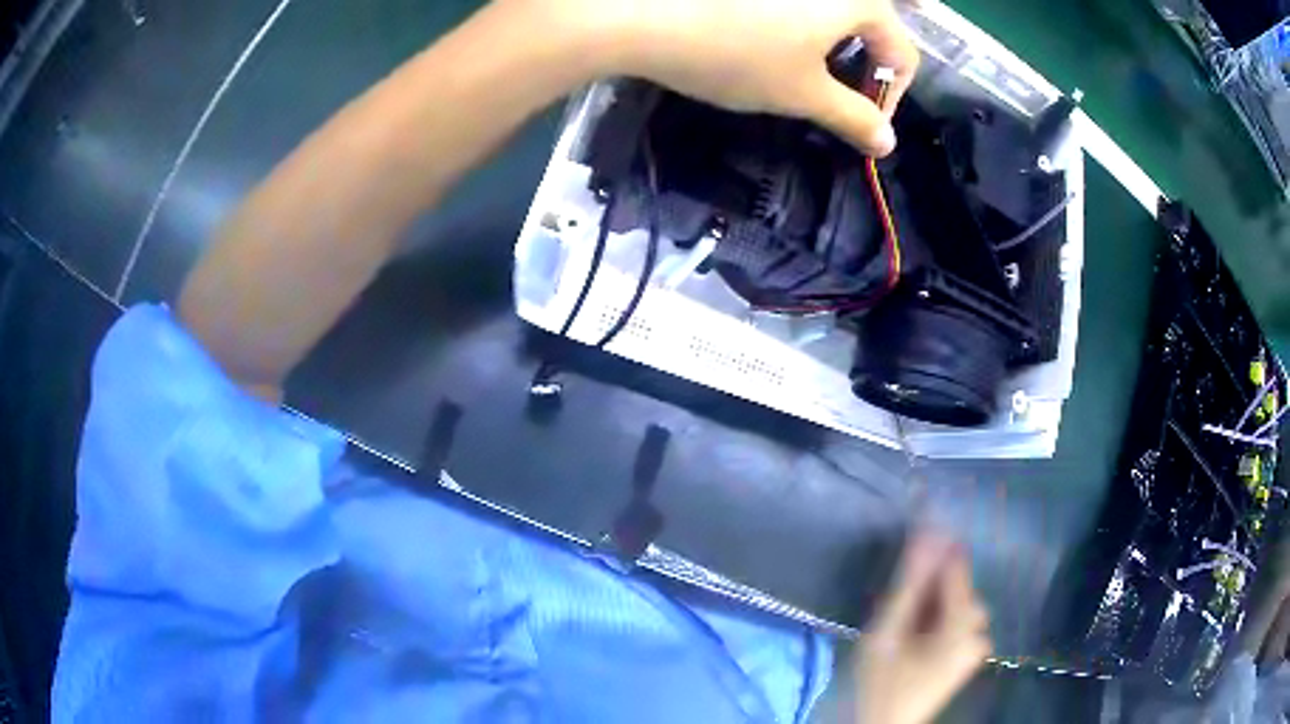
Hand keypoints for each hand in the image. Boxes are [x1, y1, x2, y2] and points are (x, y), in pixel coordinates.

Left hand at [505, 0, 920, 156]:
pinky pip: (800, 5)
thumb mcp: (802, 94)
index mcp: (859, 2)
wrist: (641, 14)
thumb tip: (887, 144)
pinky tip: (766, 39)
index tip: (860, 125)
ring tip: (795, 70)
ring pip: (833, 14)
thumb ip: (854, 118)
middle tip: (829, 98)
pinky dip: (799, 26)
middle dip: (859, 69)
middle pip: (871, 28)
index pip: (901, 54)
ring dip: (830, 47)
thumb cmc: (735, 54)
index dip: (888, 98)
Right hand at [853, 533, 990, 723]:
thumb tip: (926, 533)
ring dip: (934, 603)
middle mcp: (979, 632)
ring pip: (959, 605)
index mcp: (964, 625)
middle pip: (960, 588)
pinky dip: (939, 618)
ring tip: (904, 620)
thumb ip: (908, 584)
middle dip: (931, 586)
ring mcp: (976, 645)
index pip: (957, 568)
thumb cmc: (882, 682)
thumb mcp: (887, 632)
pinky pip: (959, 621)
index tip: (915, 539)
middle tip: (900, 603)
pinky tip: (916, 633)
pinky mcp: (968, 655)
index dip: (936, 551)